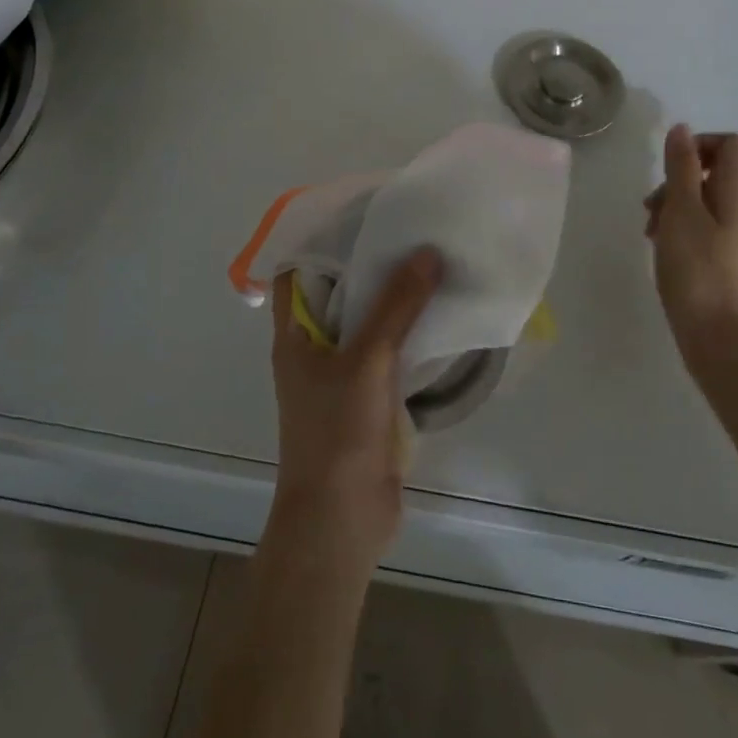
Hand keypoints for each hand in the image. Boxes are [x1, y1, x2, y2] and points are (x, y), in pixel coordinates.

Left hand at [268, 247, 442, 567]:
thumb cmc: (337, 434)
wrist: (341, 523)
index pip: (298, 270)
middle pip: (340, 292)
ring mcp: (342, 374)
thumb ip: (397, 307)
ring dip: (395, 299)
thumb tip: (426, 251)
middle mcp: (315, 347)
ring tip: (432, 261)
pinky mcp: (369, 398)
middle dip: (370, 264)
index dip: (323, 240)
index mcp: (296, 334)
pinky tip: (441, 314)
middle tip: (410, 229)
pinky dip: (409, 333)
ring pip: (368, 323)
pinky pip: (389, 353)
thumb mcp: (367, 361)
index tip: (362, 214)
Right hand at [646, 124, 737, 362]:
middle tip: (665, 190)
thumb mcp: (682, 211)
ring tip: (651, 223)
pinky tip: (659, 242)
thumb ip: (682, 168)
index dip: (701, 143)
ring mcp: (737, 235)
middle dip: (689, 170)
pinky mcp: (725, 258)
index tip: (671, 165)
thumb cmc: (697, 270)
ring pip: (711, 197)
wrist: (719, 337)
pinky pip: (706, 224)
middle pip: (728, 169)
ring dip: (678, 199)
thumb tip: (682, 129)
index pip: (733, 145)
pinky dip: (682, 223)